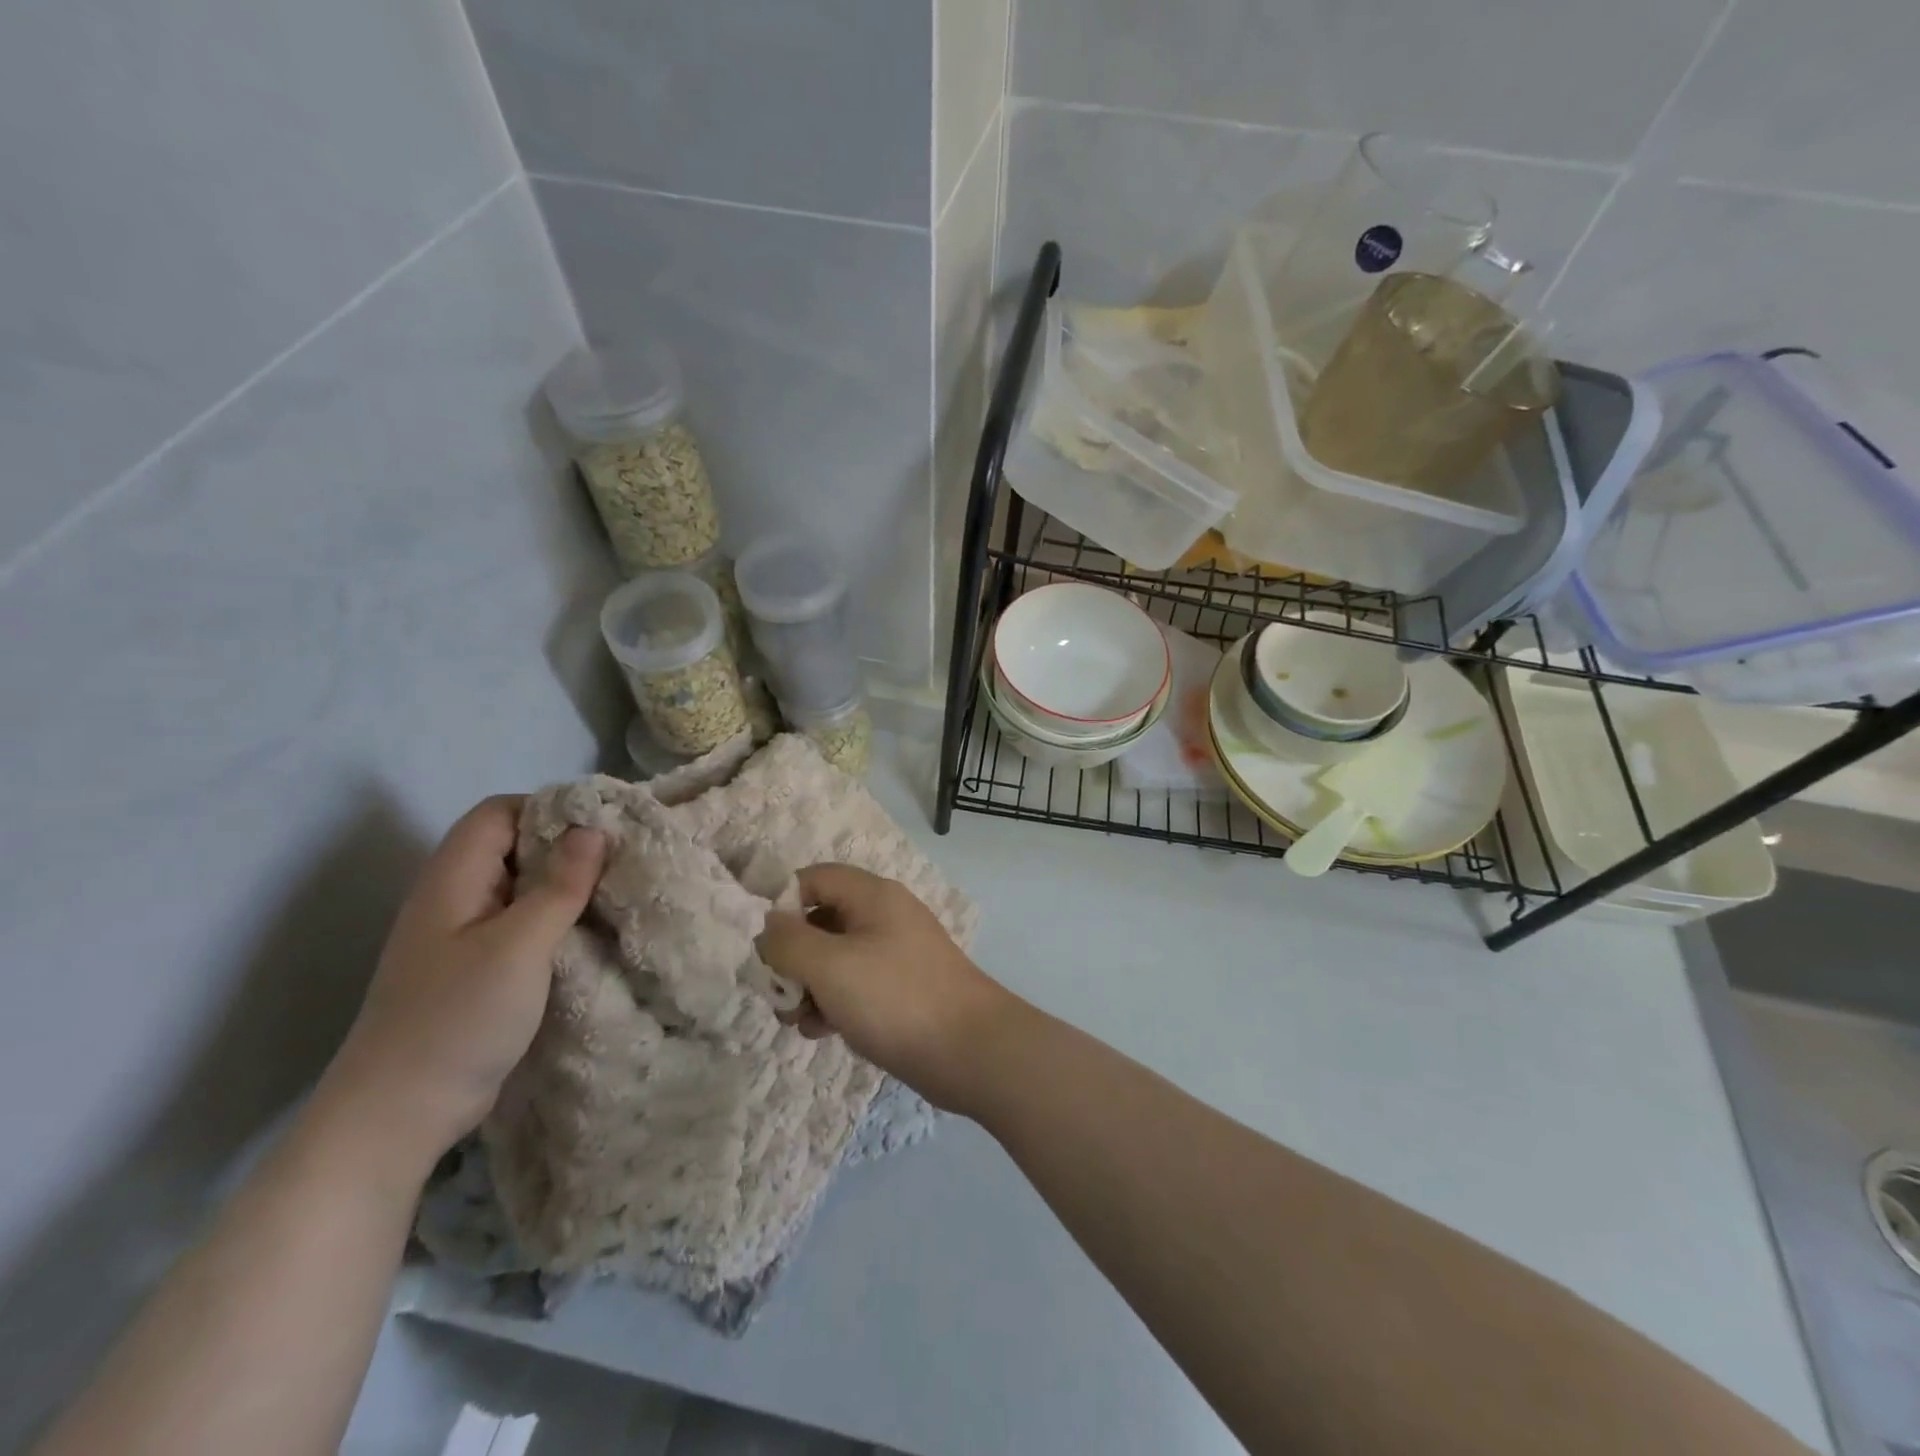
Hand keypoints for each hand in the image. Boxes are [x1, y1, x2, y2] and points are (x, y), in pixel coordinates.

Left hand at [319, 796, 607, 1173]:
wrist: (398, 1115)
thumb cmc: (457, 1019)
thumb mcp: (520, 946)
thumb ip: (560, 884)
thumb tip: (593, 828)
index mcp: (453, 879)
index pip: (499, 812)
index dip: (549, 810)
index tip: (602, 828)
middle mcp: (453, 897)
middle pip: (512, 845)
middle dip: (566, 847)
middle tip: (621, 860)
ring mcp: (461, 935)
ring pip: (520, 886)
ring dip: (565, 886)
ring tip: (614, 893)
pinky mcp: (475, 968)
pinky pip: (520, 923)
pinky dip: (555, 919)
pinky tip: (588, 934)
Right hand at [756, 865, 1015, 1112]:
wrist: (970, 1050)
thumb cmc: (896, 998)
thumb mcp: (831, 966)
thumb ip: (788, 942)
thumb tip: (767, 926)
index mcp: (872, 895)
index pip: (813, 878)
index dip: (781, 905)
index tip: (762, 945)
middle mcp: (884, 916)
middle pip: (821, 920)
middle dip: (792, 956)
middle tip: (778, 994)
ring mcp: (895, 953)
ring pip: (835, 957)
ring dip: (809, 986)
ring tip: (801, 1022)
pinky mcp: (901, 988)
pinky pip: (855, 984)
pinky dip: (834, 1003)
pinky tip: (825, 1032)